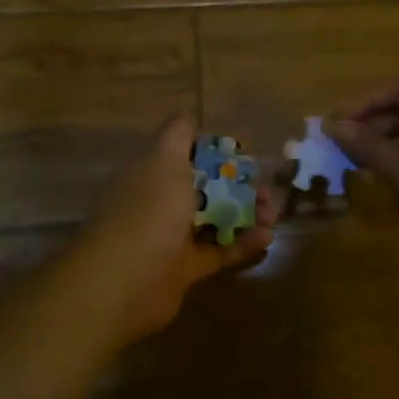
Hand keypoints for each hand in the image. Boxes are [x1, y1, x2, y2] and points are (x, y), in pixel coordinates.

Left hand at [74, 117, 278, 346]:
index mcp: (150, 173)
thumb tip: (188, 116)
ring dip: (244, 213)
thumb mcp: (164, 161)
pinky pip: (217, 252)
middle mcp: (158, 202)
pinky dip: (241, 244)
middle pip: (204, 188)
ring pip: (213, 219)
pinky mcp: (184, 269)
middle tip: (267, 188)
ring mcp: (170, 237)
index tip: (244, 155)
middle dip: (238, 185)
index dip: (215, 152)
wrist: (124, 281)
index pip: (184, 155)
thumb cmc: (148, 211)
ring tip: (273, 213)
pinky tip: (267, 237)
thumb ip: (177, 136)